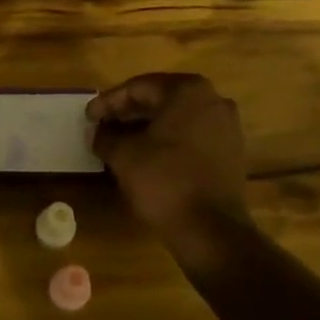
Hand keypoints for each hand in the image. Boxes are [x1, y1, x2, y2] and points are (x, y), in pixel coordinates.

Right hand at [88, 73, 251, 239]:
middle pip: (160, 99)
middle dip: (128, 113)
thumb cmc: (164, 182)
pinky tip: (146, 156)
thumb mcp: (124, 156)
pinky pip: (192, 136)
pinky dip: (168, 141)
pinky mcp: (231, 151)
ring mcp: (226, 126)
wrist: (211, 231)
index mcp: (188, 91)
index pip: (139, 87)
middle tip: (102, 126)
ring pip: (177, 118)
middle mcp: (213, 100)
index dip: (109, 101)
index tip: (88, 116)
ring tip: (120, 142)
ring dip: (147, 127)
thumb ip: (105, 136)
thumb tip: (97, 132)